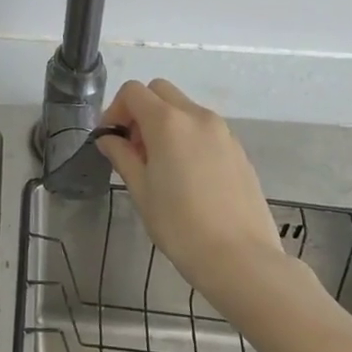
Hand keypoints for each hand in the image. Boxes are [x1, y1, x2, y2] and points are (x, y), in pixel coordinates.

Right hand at [95, 80, 295, 309]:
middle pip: (160, 91)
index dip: (115, 109)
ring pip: (184, 108)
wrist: (242, 261)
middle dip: (141, 110)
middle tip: (135, 148)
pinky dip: (188, 136)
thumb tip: (109, 138)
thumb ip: (122, 156)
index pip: (133, 92)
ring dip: (165, 122)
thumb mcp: (141, 192)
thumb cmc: (181, 227)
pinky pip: (205, 128)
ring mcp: (222, 131)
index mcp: (167, 122)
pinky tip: (188, 176)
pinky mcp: (238, 150)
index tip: (112, 139)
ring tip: (162, 165)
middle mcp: (196, 116)